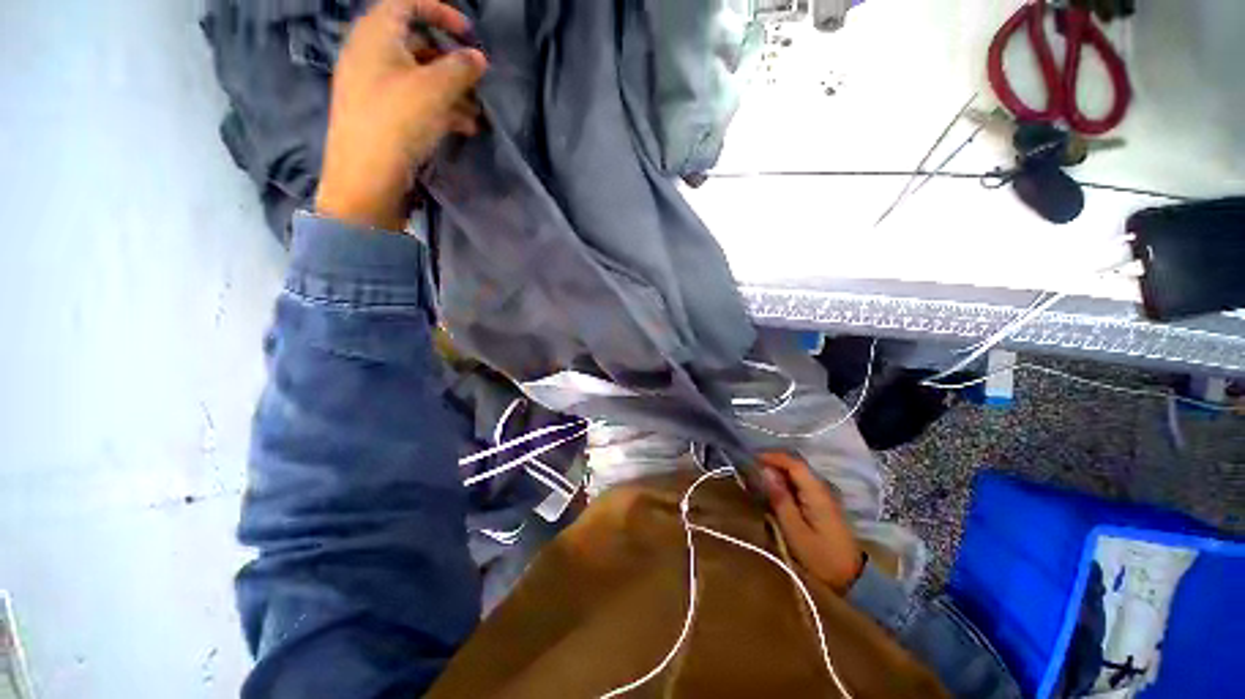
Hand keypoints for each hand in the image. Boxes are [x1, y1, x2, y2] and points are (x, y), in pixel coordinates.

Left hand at [315, 0, 487, 230]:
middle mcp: (370, 52)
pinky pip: (413, 99)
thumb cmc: (397, 120)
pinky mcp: (380, 112)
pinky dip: (439, 108)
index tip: (469, 33)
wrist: (366, 174)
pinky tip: (463, 127)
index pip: (408, 2)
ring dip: (451, 91)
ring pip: (419, 76)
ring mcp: (373, 84)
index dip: (441, 11)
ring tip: (477, 115)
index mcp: (376, 33)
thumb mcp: (435, 89)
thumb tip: (479, 58)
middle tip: (476, 82)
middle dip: (452, 62)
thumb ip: (461, 68)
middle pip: (417, 43)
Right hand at [760, 452, 863, 593]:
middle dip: (773, 463)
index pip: (794, 463)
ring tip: (759, 479)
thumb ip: (780, 499)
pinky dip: (786, 483)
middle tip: (751, 469)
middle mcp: (822, 488)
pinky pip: (801, 485)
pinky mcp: (822, 505)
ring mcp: (823, 496)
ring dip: (778, 473)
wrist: (852, 578)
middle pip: (796, 466)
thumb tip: (765, 471)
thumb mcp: (795, 531)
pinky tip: (775, 492)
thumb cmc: (821, 556)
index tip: (752, 458)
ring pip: (798, 475)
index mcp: (816, 492)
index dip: (772, 457)